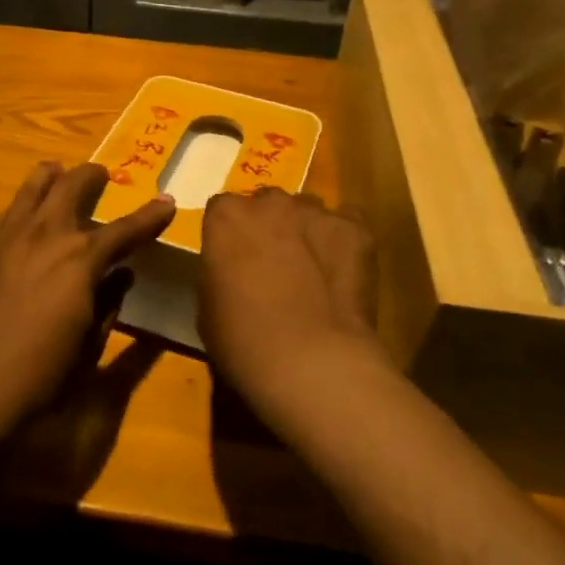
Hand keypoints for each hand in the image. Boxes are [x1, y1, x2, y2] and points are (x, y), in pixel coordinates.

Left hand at [0, 162, 174, 442]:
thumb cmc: (37, 376)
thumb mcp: (88, 345)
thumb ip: (108, 303)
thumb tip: (122, 276)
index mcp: (80, 260)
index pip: (125, 229)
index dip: (150, 216)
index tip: (166, 202)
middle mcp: (45, 235)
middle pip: (73, 186)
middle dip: (92, 176)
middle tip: (100, 175)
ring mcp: (6, 235)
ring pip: (33, 187)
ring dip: (52, 178)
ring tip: (58, 174)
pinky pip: (7, 214)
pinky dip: (24, 209)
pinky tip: (23, 222)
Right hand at [198, 188, 391, 433]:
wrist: (311, 362)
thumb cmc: (243, 341)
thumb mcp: (208, 308)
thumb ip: (219, 273)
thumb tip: (233, 273)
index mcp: (226, 217)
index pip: (223, 210)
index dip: (230, 235)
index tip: (235, 260)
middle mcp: (270, 202)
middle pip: (268, 204)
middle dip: (270, 226)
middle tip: (274, 264)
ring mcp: (316, 213)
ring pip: (308, 211)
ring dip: (306, 232)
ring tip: (314, 270)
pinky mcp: (356, 230)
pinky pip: (347, 224)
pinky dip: (344, 242)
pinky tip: (343, 273)